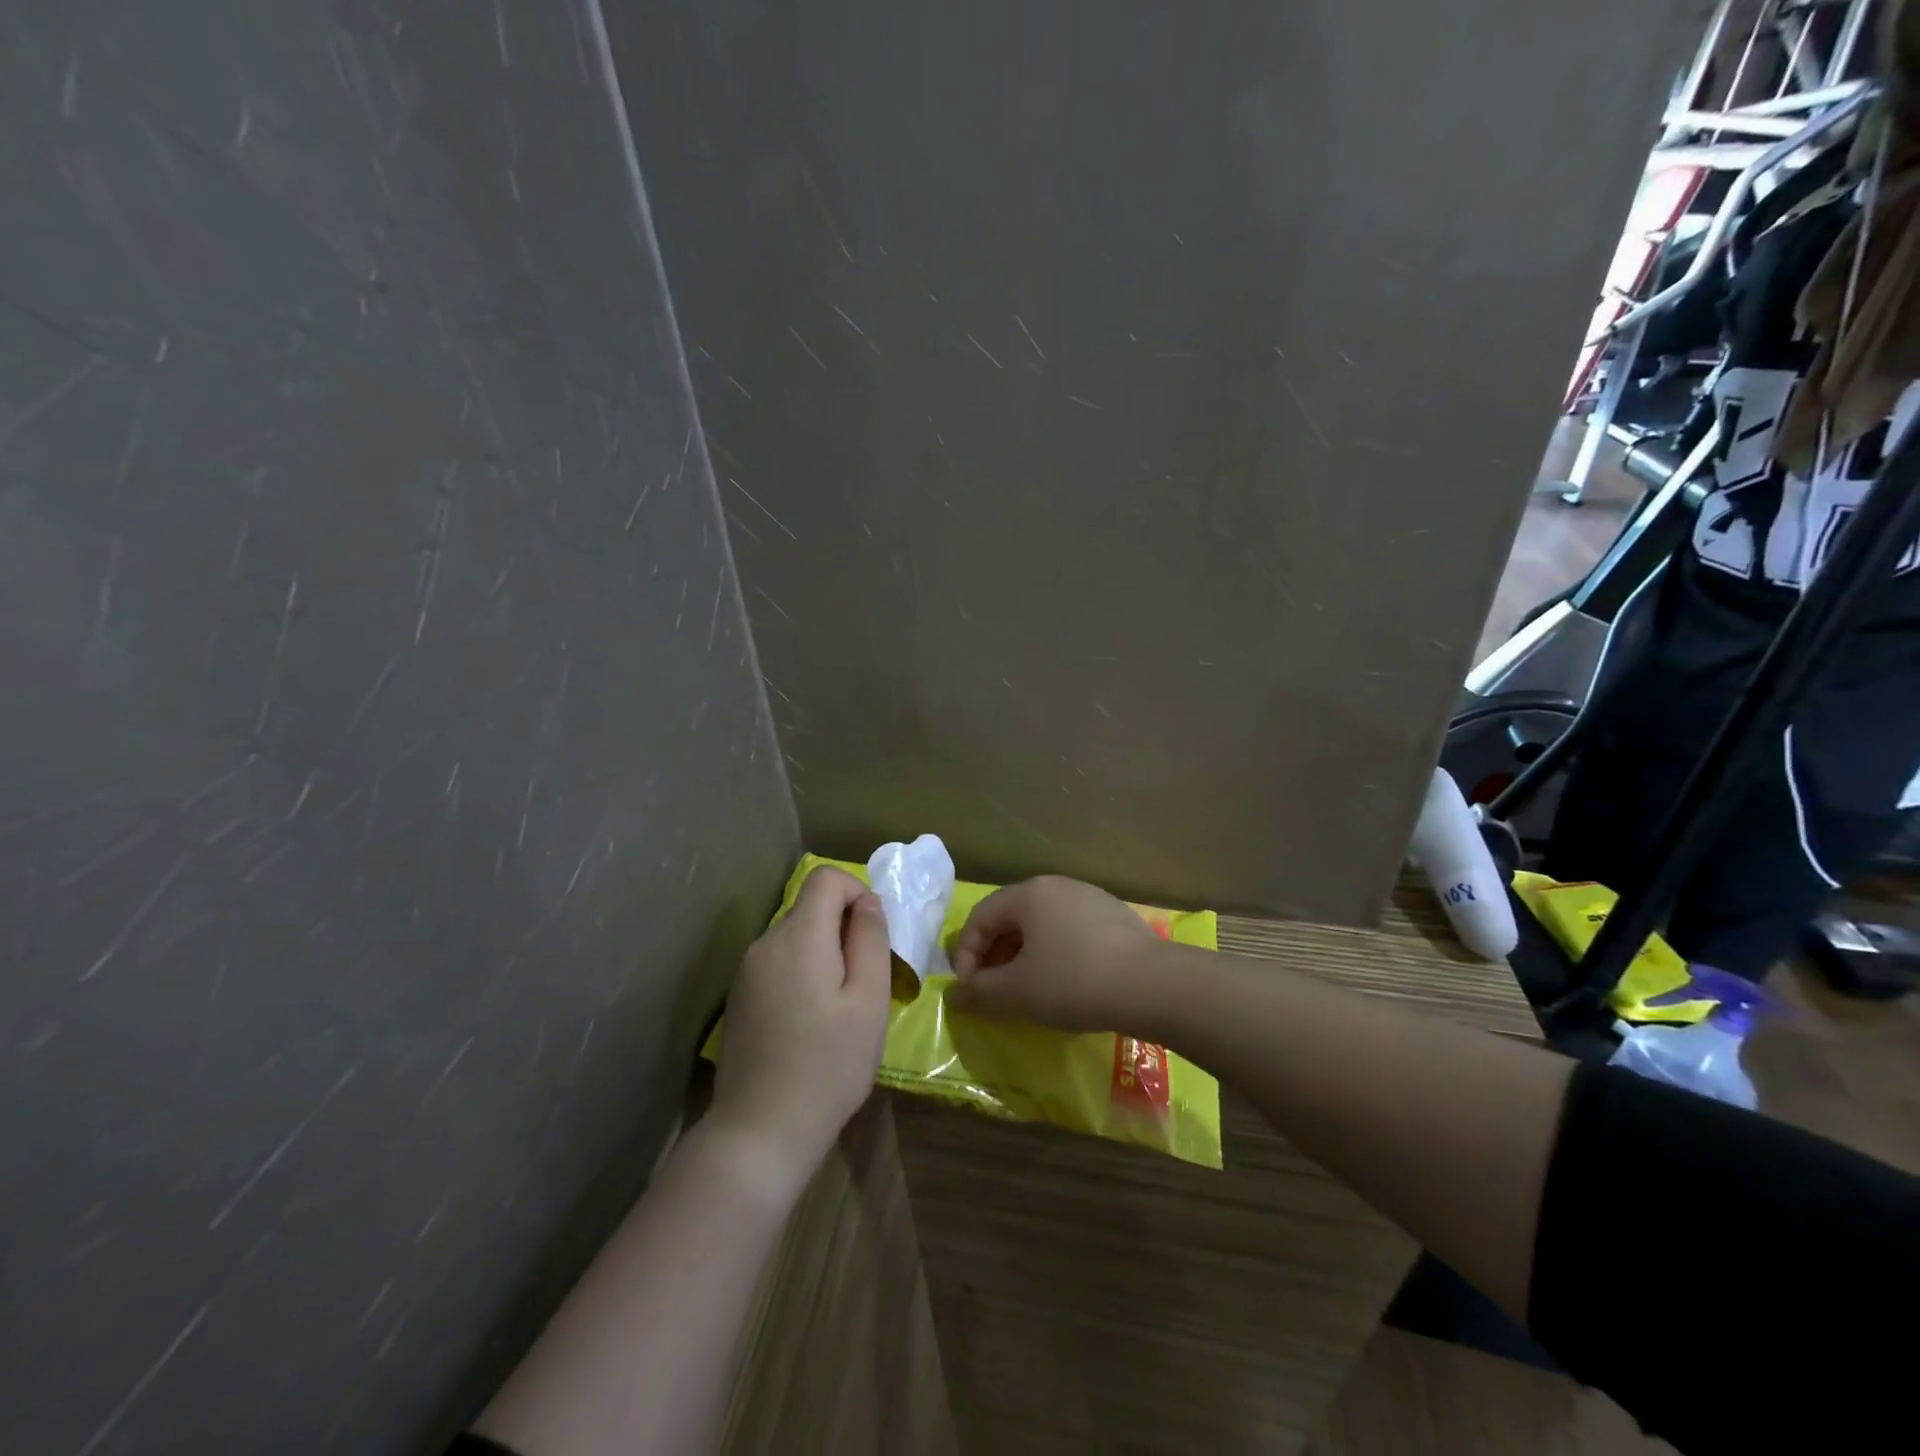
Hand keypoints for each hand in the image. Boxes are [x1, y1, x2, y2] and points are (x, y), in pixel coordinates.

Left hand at [711, 867, 891, 1198]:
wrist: (760, 1132)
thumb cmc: (828, 1065)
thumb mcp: (868, 1000)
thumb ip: (870, 939)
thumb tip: (866, 902)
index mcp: (798, 936)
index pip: (825, 877)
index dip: (856, 891)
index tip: (873, 935)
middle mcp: (765, 943)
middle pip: (810, 907)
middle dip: (843, 927)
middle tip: (865, 980)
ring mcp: (746, 971)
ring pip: (795, 937)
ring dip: (824, 953)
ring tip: (840, 1006)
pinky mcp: (739, 998)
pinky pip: (778, 963)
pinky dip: (802, 973)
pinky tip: (810, 1022)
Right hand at [947, 875, 1164, 1034]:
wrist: (1152, 985)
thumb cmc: (1073, 982)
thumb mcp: (1017, 993)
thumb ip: (978, 993)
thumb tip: (954, 995)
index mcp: (1027, 894)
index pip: (980, 917)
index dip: (966, 955)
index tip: (970, 991)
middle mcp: (1056, 885)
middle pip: (1010, 917)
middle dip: (994, 955)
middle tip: (994, 991)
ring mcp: (1088, 897)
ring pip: (1041, 924)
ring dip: (1023, 955)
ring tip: (1028, 989)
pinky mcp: (1114, 915)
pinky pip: (1069, 930)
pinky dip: (1054, 953)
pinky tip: (1066, 982)